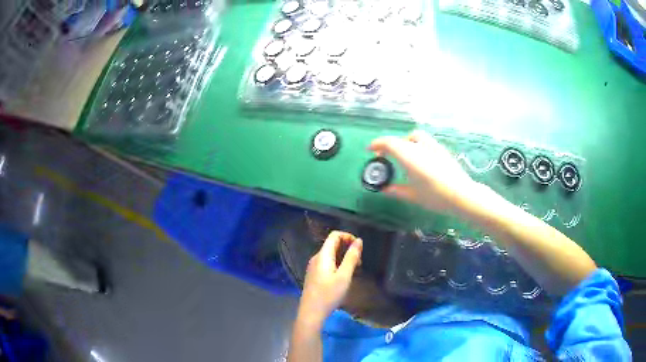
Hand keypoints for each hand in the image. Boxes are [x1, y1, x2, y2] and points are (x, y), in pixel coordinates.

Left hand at [298, 231, 362, 328]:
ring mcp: (313, 267)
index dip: (348, 236)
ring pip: (330, 255)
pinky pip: (327, 263)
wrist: (311, 313)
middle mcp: (316, 258)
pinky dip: (338, 264)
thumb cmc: (329, 295)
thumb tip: (358, 241)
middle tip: (359, 262)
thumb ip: (351, 258)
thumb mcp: (344, 276)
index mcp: (323, 255)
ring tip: (354, 270)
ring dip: (344, 257)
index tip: (359, 247)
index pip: (334, 235)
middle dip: (347, 248)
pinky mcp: (314, 275)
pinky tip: (343, 277)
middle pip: (332, 244)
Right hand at [368, 130, 477, 213]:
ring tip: (403, 156)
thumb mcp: (413, 196)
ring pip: (414, 137)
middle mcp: (419, 147)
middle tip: (385, 156)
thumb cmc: (435, 196)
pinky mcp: (442, 150)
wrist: (462, 195)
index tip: (370, 150)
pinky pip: (424, 142)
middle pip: (400, 139)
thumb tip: (384, 189)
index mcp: (409, 156)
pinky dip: (416, 146)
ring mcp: (432, 147)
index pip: (389, 143)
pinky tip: (419, 160)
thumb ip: (396, 190)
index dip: (376, 144)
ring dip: (404, 142)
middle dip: (389, 145)